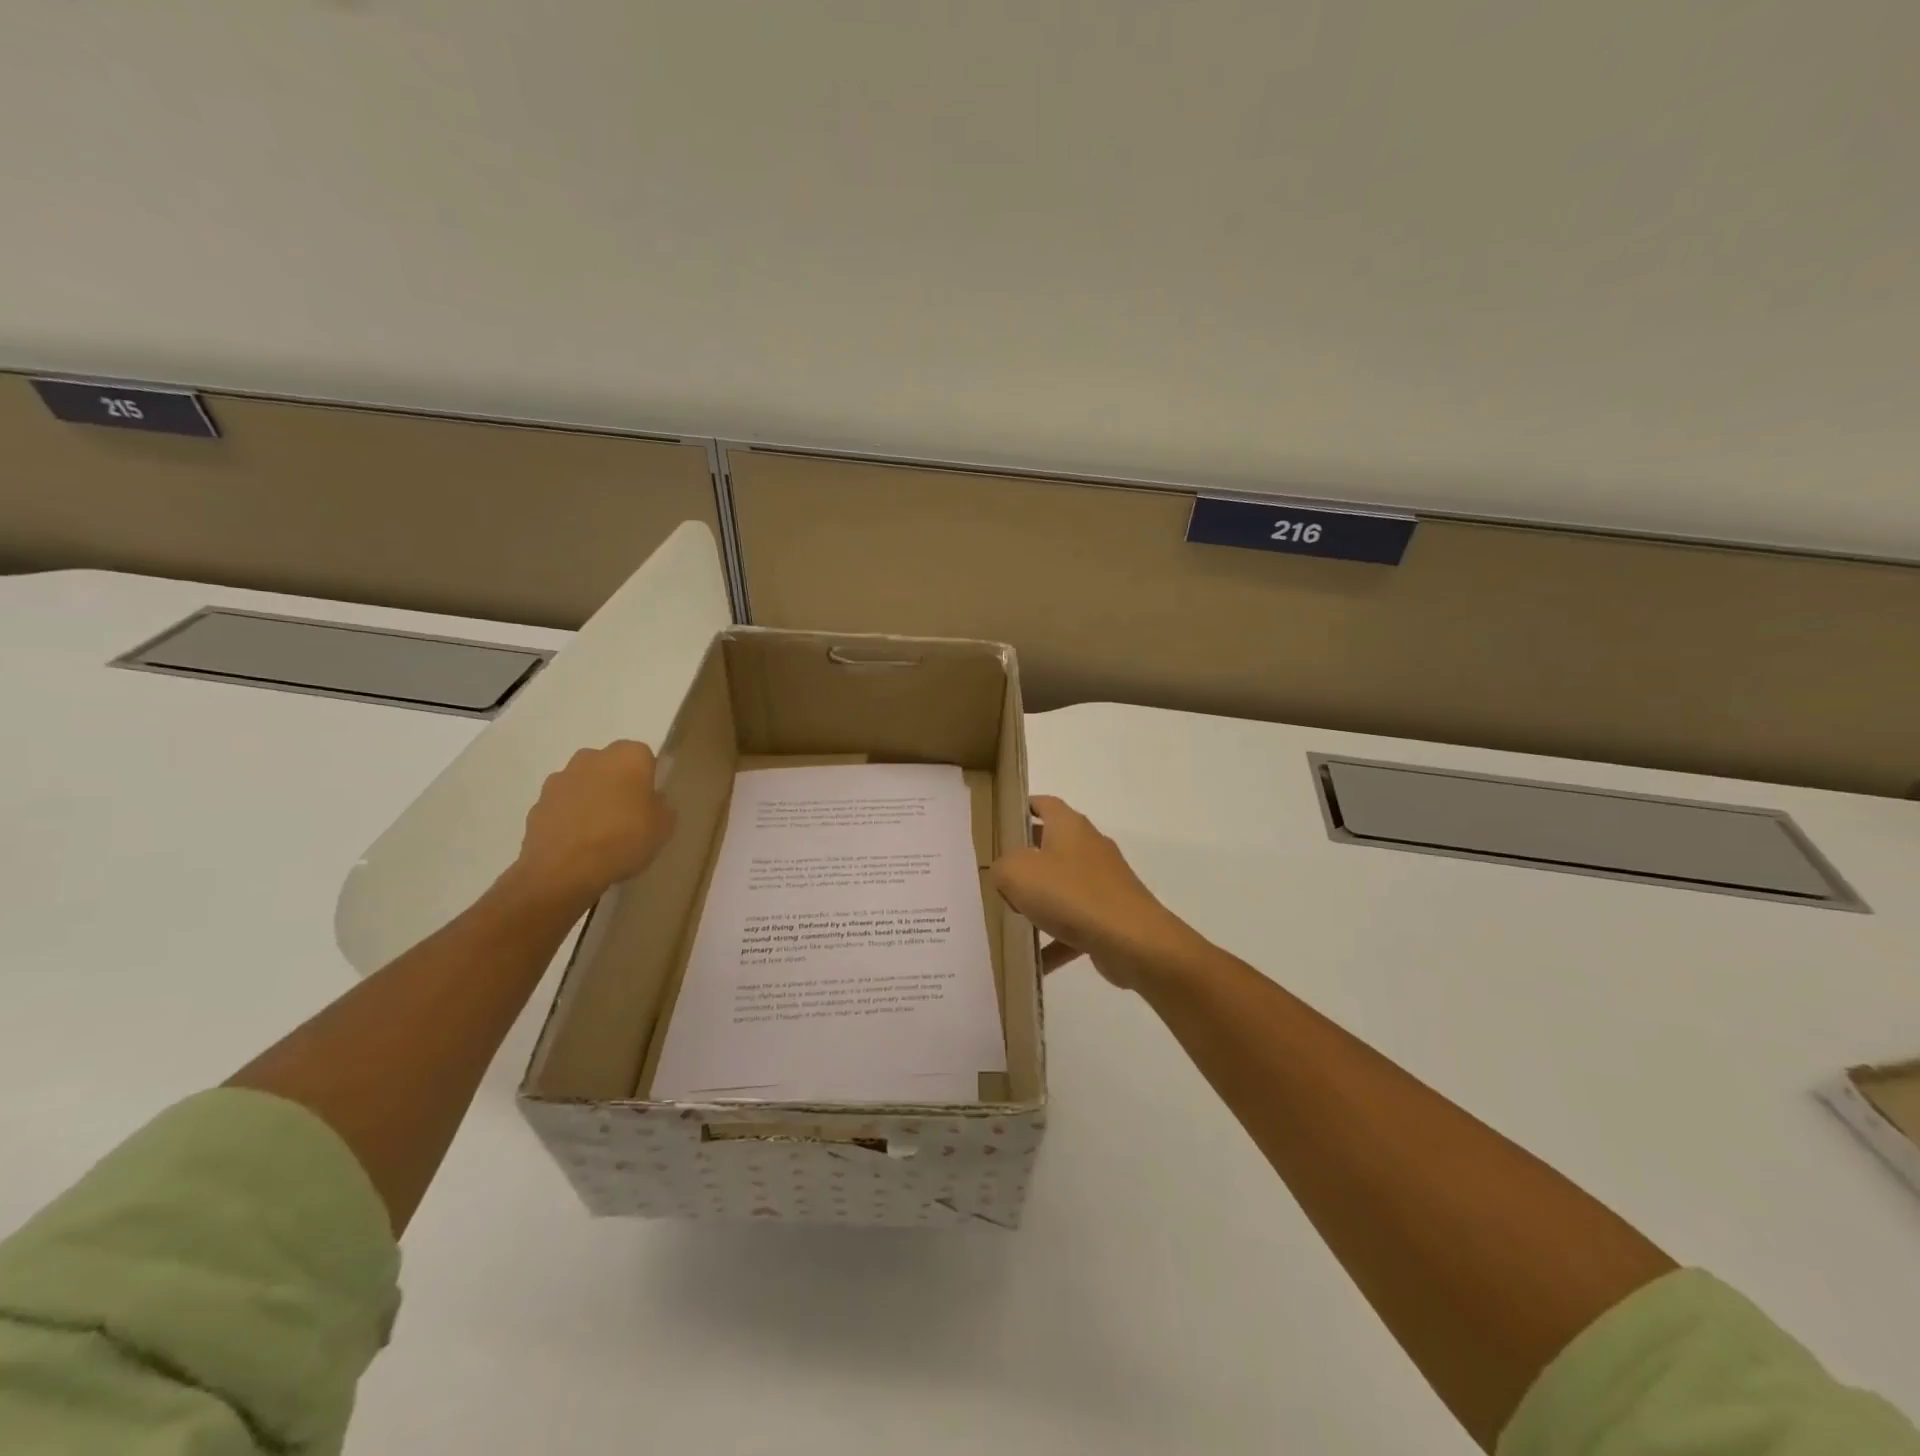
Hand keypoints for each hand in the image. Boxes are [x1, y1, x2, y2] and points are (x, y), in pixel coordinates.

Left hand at [510, 741, 675, 907]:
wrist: (564, 869)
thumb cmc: (624, 839)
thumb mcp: (664, 827)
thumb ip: (662, 807)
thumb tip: (652, 802)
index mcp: (628, 756)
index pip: (644, 757)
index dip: (648, 778)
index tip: (650, 801)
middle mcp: (592, 757)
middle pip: (610, 765)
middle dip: (617, 783)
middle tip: (627, 814)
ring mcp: (560, 778)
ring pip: (584, 783)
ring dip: (591, 798)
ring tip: (600, 832)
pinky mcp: (538, 803)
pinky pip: (563, 805)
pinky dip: (570, 817)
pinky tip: (578, 842)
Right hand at [990, 795, 1204, 989]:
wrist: (1132, 940)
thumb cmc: (1071, 894)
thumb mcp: (1017, 873)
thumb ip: (1002, 867)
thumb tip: (1006, 873)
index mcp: (1069, 826)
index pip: (1043, 804)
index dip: (1021, 809)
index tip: (999, 825)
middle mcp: (1088, 847)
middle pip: (1050, 846)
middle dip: (1023, 861)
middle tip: (996, 876)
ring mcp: (1103, 881)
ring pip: (1062, 886)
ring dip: (1039, 902)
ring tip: (1012, 919)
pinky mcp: (1110, 913)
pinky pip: (1075, 922)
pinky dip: (1056, 938)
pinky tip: (1037, 961)